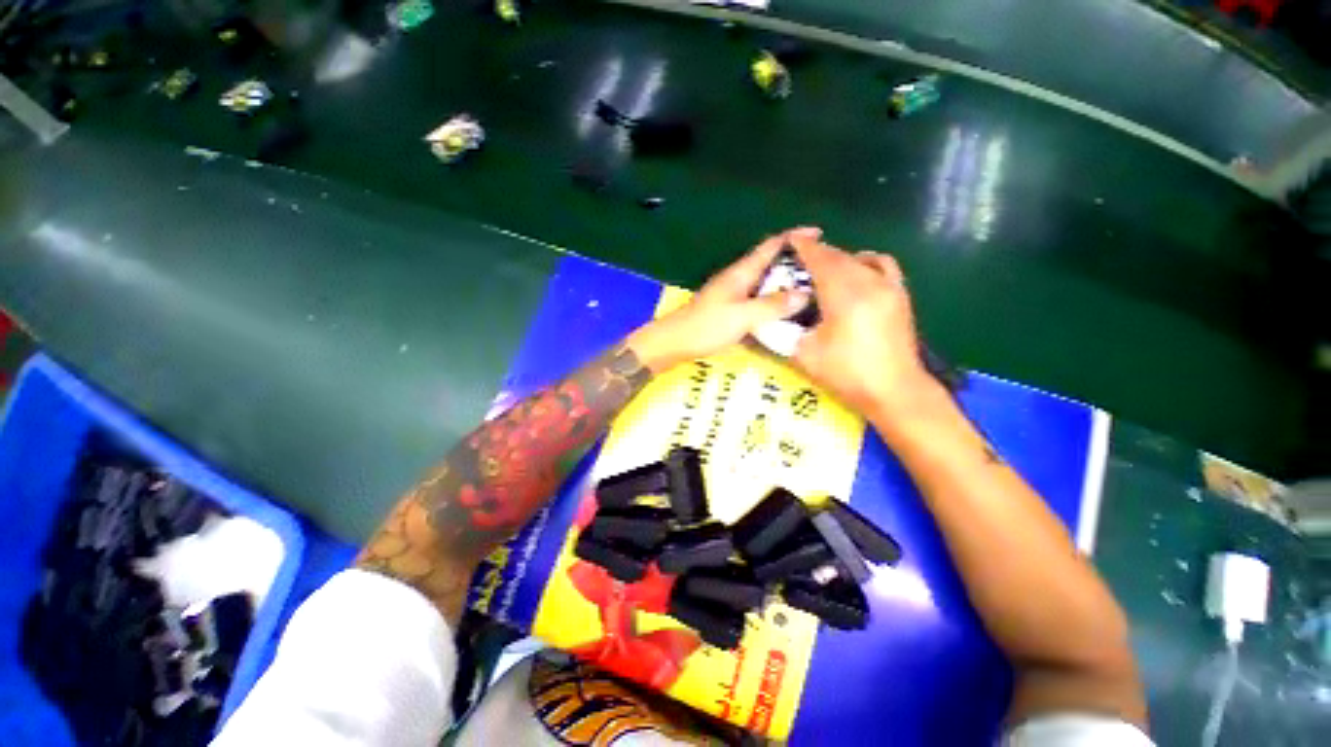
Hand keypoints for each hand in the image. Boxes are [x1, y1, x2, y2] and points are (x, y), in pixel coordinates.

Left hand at [626, 227, 819, 370]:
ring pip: (764, 282)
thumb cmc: (706, 326)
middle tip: (821, 269)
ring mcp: (733, 294)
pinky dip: (773, 300)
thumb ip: (771, 305)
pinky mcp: (730, 309)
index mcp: (741, 273)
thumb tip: (804, 294)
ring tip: (809, 289)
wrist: (675, 342)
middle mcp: (738, 279)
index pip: (770, 246)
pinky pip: (757, 299)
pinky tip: (783, 311)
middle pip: (769, 262)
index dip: (794, 237)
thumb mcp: (742, 316)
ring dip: (784, 282)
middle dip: (794, 261)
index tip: (818, 233)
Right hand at [786, 233, 941, 416]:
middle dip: (817, 253)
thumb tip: (773, 316)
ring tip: (822, 271)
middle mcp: (868, 282)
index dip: (803, 247)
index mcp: (844, 295)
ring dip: (838, 259)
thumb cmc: (847, 374)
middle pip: (838, 257)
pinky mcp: (899, 295)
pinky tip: (856, 275)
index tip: (788, 241)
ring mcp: (888, 286)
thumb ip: (786, 330)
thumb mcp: (804, 354)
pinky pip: (881, 265)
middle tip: (797, 259)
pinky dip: (864, 263)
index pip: (820, 259)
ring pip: (858, 259)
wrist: (895, 391)